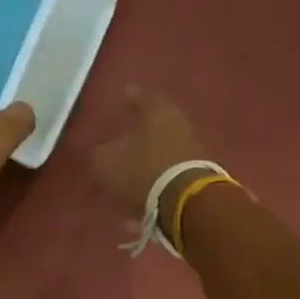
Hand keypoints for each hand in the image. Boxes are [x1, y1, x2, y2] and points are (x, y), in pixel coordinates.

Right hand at [92, 87, 207, 221]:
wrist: (185, 204)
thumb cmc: (142, 172)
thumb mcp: (107, 163)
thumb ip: (101, 154)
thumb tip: (103, 152)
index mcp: (158, 112)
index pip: (143, 96)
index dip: (131, 97)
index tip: (125, 95)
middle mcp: (179, 125)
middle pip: (158, 124)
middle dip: (142, 130)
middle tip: (127, 134)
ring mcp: (192, 151)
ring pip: (165, 150)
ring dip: (149, 159)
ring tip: (132, 169)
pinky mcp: (198, 177)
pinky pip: (171, 174)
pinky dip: (157, 180)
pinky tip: (144, 194)